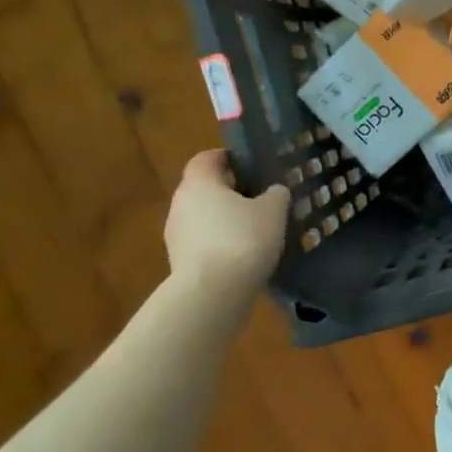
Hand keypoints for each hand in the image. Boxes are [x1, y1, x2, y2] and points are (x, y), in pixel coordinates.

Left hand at [164, 150, 290, 294]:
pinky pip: (203, 243)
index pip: (206, 158)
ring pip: (203, 218)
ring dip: (224, 220)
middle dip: (229, 192)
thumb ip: (275, 194)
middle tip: (258, 198)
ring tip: (255, 231)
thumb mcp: (272, 211)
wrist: (212, 294)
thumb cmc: (243, 239)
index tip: (248, 166)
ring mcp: (176, 236)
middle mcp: (180, 204)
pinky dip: (220, 244)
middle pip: (204, 189)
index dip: (226, 158)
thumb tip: (274, 191)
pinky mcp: (179, 263)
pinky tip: (243, 256)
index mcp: (199, 183)